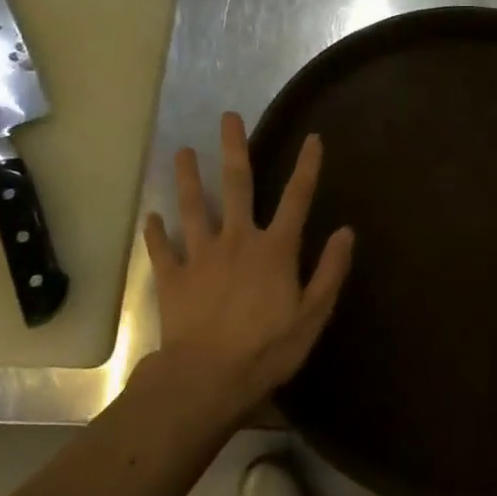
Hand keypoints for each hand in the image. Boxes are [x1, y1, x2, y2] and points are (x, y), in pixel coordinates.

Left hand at [143, 112, 353, 419]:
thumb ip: (330, 271)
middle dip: (235, 149)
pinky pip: (162, 250)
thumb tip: (346, 232)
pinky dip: (155, 234)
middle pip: (237, 185)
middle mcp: (238, 240)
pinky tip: (150, 218)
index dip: (307, 167)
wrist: (207, 378)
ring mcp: (201, 255)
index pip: (297, 198)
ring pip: (194, 207)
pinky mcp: (173, 277)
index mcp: (275, 249)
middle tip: (228, 117)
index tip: (312, 138)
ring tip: (182, 151)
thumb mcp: (313, 315)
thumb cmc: (268, 349)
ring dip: (188, 178)